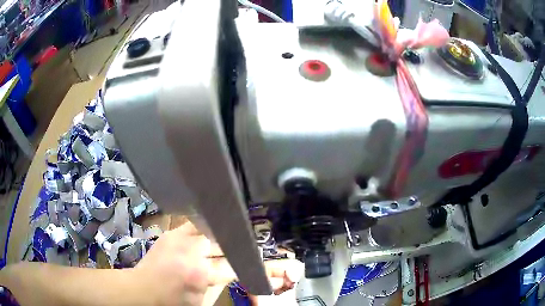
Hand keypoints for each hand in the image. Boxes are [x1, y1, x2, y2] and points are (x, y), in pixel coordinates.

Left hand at [132, 221, 303, 305]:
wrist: (143, 290)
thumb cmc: (174, 301)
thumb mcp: (203, 300)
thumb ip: (222, 283)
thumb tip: (239, 269)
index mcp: (202, 274)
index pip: (236, 263)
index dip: (249, 263)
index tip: (259, 259)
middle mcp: (192, 251)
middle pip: (226, 241)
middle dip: (239, 243)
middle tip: (249, 243)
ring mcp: (180, 238)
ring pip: (212, 227)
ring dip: (224, 231)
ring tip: (234, 230)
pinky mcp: (171, 232)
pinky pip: (194, 222)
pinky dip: (206, 224)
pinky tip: (213, 223)